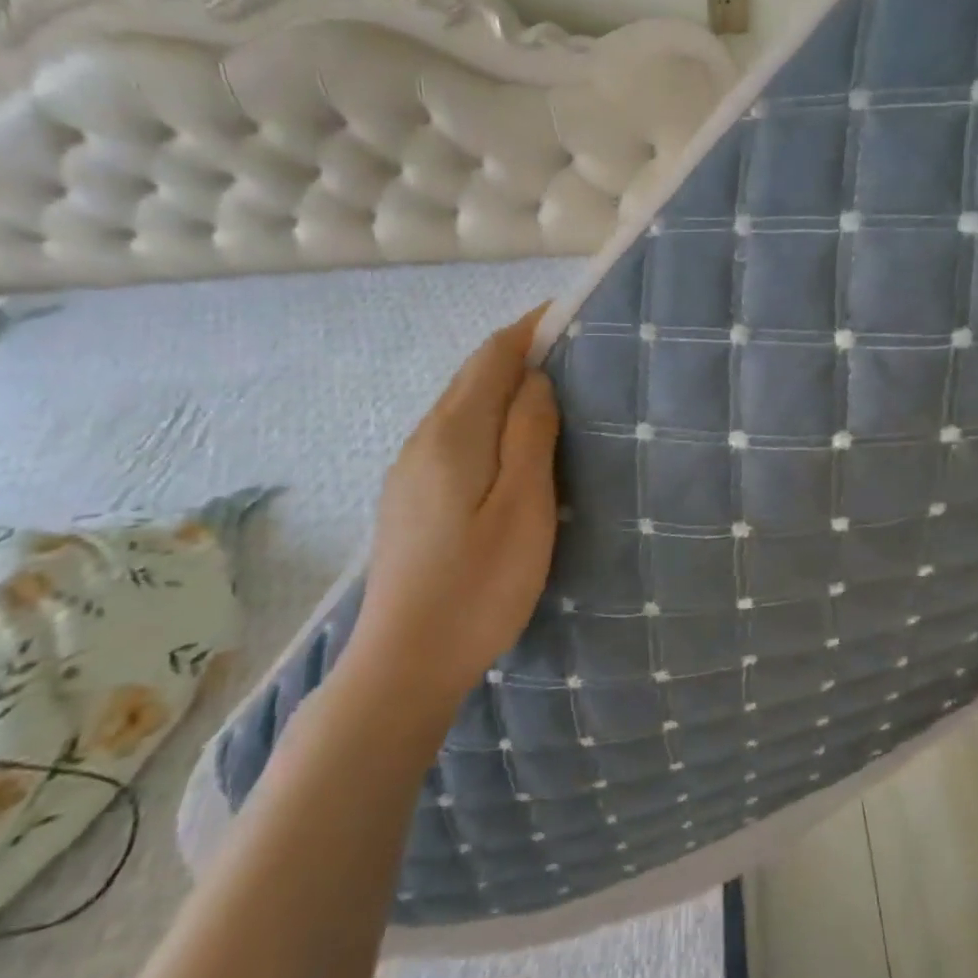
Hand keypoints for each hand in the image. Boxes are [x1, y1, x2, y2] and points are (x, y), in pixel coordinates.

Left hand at [348, 306, 559, 722]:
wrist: (405, 662)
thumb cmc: (479, 585)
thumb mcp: (523, 507)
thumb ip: (530, 435)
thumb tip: (535, 380)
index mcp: (454, 434)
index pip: (492, 356)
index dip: (530, 328)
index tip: (569, 314)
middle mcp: (423, 440)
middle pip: (472, 377)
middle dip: (518, 353)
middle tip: (572, 352)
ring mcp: (409, 470)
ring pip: (461, 407)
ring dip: (503, 387)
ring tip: (550, 393)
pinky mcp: (409, 498)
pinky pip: (454, 436)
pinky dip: (487, 420)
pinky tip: (510, 445)